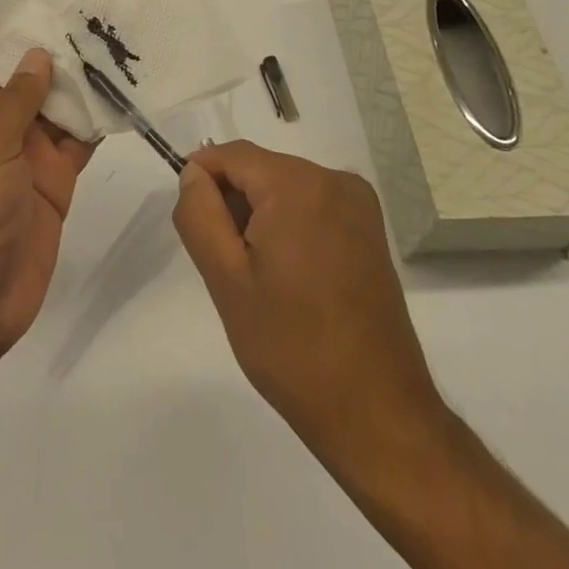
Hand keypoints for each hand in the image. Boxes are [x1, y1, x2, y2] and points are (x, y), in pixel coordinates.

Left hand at [0, 45, 91, 362]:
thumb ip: (16, 98)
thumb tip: (38, 54)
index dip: (10, 33)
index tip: (45, 2)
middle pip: (24, 81)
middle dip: (54, 55)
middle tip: (93, 20)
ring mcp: (23, 154)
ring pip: (55, 108)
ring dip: (80, 85)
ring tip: (114, 48)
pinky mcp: (53, 180)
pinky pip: (76, 142)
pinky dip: (95, 122)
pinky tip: (121, 95)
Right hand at [172, 140, 446, 459]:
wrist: (375, 413)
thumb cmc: (291, 346)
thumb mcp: (225, 279)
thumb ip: (199, 214)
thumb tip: (193, 174)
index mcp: (299, 184)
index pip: (231, 155)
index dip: (201, 180)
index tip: (195, 227)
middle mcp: (335, 180)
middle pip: (259, 169)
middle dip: (233, 203)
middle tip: (228, 265)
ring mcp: (359, 205)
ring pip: (283, 187)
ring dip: (260, 217)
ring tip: (261, 278)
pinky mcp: (370, 231)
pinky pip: (311, 206)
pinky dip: (288, 227)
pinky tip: (289, 278)